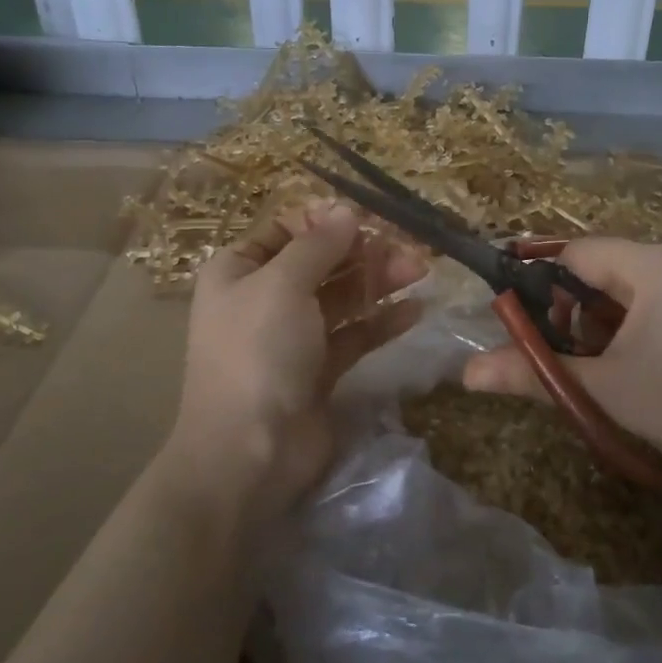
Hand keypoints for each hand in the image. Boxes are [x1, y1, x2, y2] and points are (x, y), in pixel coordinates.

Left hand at [169, 203, 425, 517]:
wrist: (250, 452)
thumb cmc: (258, 352)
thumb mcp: (282, 285)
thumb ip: (318, 244)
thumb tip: (346, 210)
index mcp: (239, 271)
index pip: (286, 230)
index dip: (326, 221)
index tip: (370, 219)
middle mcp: (263, 299)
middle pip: (320, 263)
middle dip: (363, 252)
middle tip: (409, 248)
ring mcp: (292, 337)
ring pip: (341, 297)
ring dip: (379, 282)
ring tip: (421, 271)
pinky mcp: (319, 370)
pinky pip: (354, 335)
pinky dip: (381, 321)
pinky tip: (415, 311)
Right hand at [461, 240, 661, 499]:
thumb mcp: (604, 390)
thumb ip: (534, 372)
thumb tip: (467, 373)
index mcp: (654, 267)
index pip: (579, 252)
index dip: (545, 281)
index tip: (532, 320)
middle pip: (613, 268)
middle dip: (584, 308)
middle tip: (577, 355)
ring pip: (649, 285)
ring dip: (620, 318)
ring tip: (619, 366)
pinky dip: (658, 322)